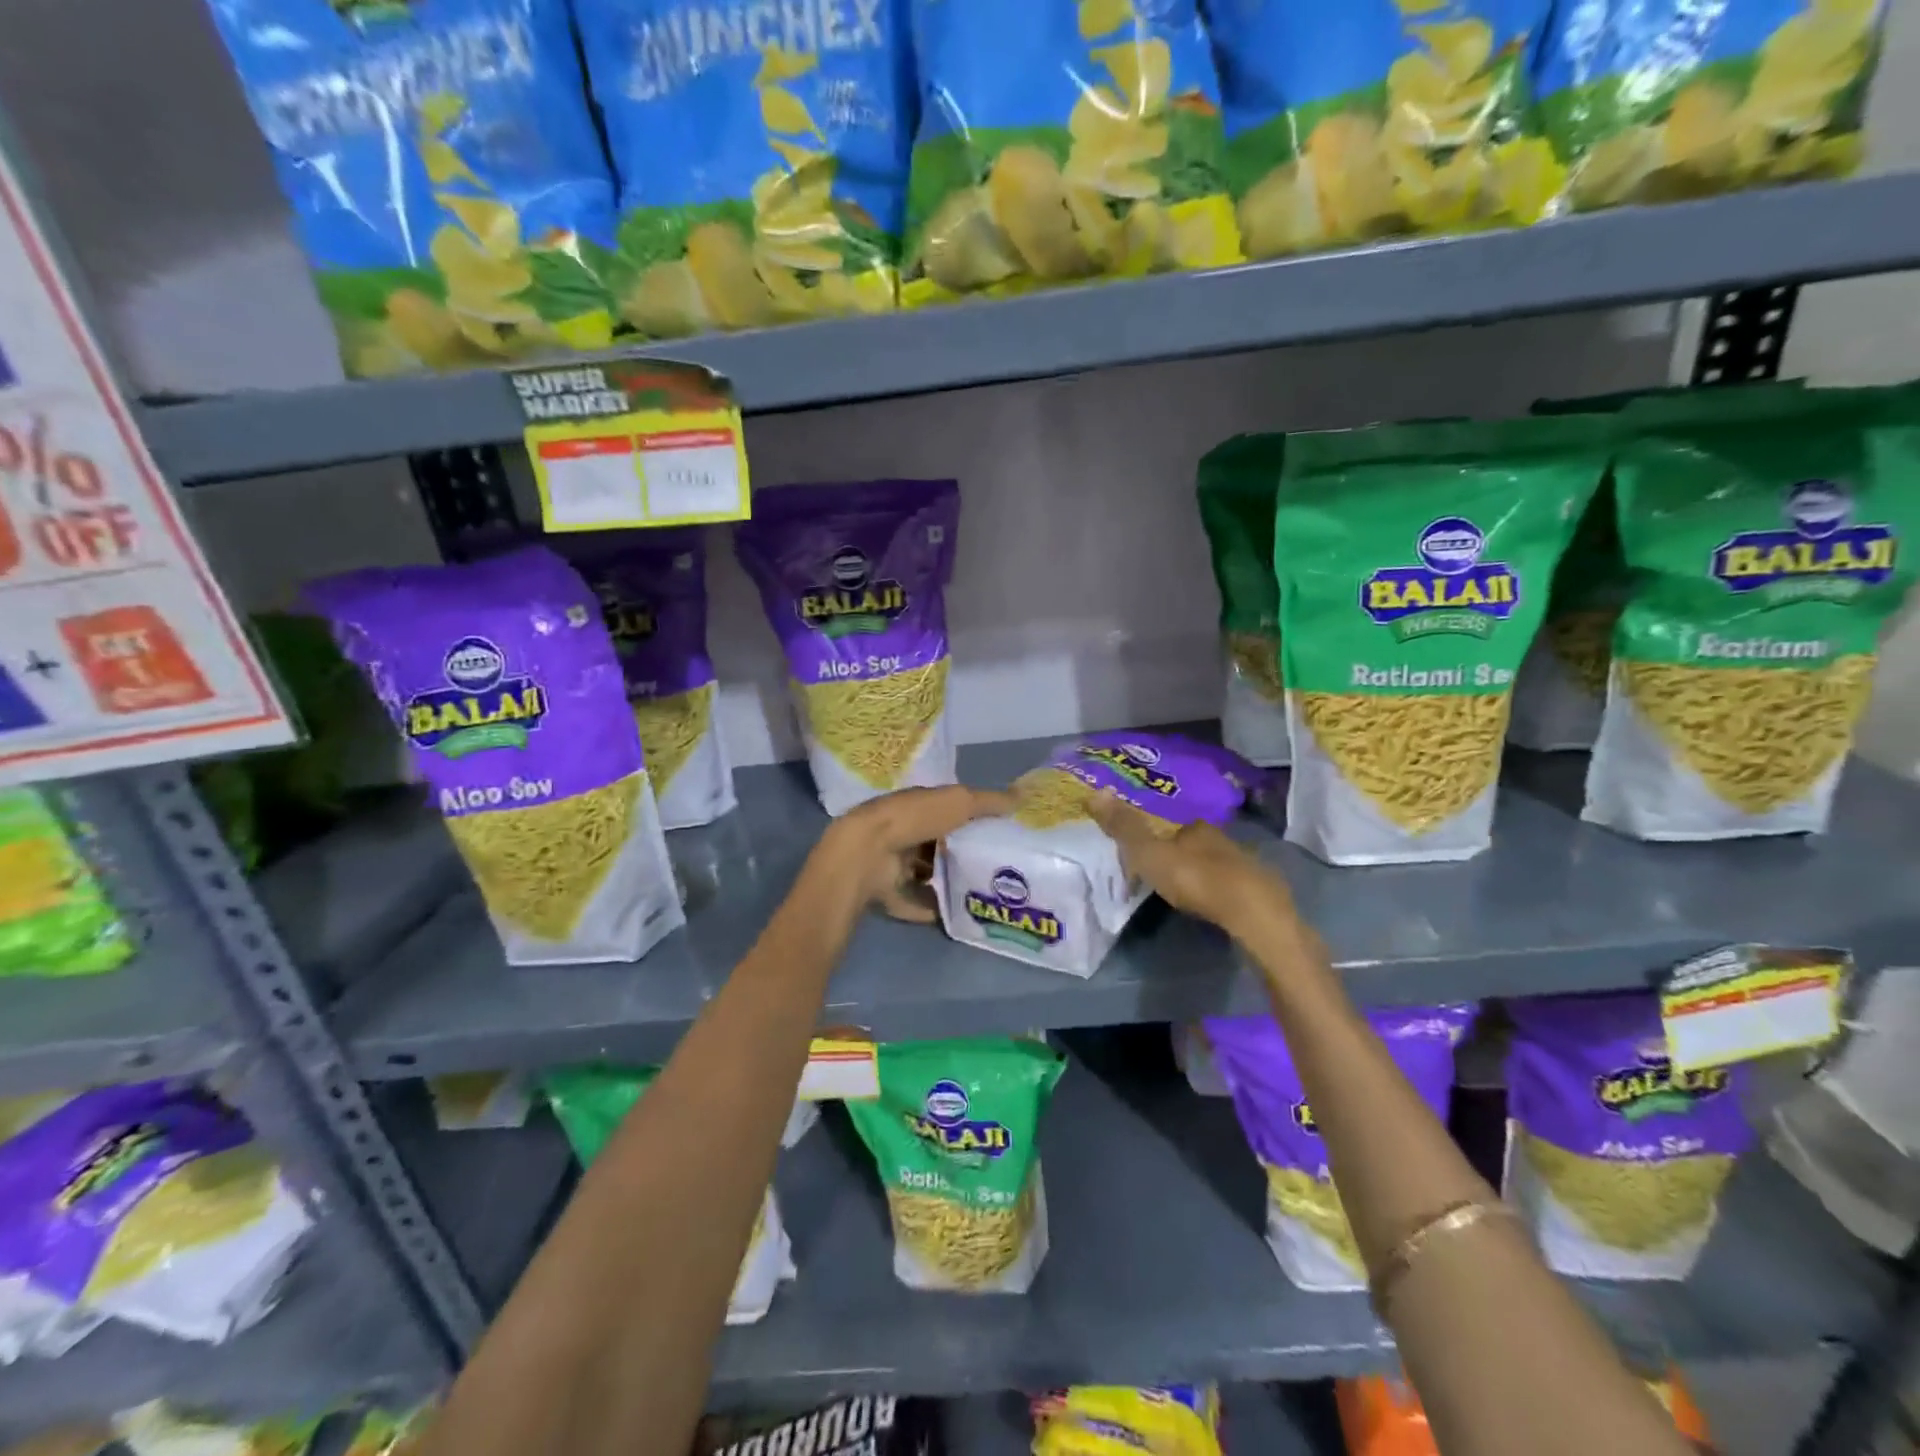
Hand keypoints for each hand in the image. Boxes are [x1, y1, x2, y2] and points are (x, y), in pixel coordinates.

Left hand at [815, 784, 1014, 923]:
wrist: (869, 852)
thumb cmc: (915, 818)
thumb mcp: (959, 801)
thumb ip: (988, 802)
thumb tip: (1022, 797)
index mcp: (917, 807)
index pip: (946, 812)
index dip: (969, 820)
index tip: (996, 834)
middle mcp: (904, 834)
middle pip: (937, 845)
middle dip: (960, 854)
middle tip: (994, 869)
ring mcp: (894, 865)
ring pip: (927, 874)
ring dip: (948, 882)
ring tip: (983, 893)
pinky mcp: (889, 893)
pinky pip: (916, 903)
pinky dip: (934, 908)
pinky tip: (959, 915)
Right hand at [1087, 791, 1295, 939]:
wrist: (1254, 914)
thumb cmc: (1196, 879)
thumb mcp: (1149, 854)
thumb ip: (1124, 827)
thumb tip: (1095, 790)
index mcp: (1194, 826)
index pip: (1170, 821)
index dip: (1154, 831)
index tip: (1141, 846)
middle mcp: (1220, 838)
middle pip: (1191, 840)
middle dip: (1176, 850)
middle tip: (1157, 867)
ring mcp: (1243, 864)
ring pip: (1212, 861)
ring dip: (1196, 870)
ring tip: (1178, 886)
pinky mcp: (1258, 890)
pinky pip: (1229, 883)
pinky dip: (1215, 888)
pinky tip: (1208, 901)